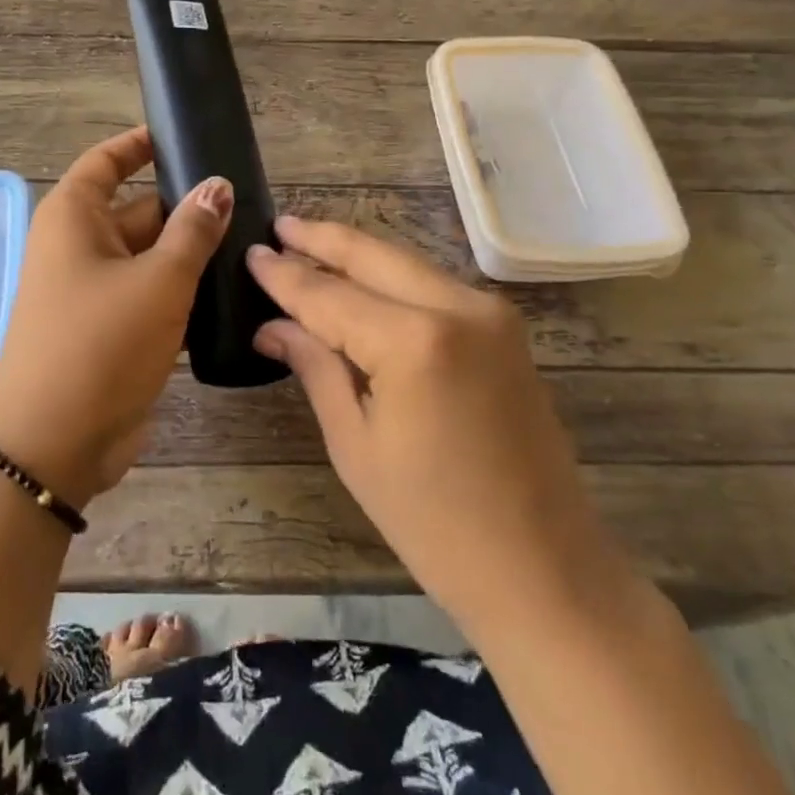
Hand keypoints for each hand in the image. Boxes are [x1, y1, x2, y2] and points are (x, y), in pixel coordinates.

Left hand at [0, 126, 231, 505]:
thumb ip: (192, 230)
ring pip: (150, 257)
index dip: (142, 145)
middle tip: (249, 202)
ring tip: (252, 243)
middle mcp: (80, 247)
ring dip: (191, 254)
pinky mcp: (111, 330)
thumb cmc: (100, 344)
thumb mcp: (158, 280)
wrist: (55, 444)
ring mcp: (94, 292)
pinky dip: (183, 292)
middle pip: (138, 209)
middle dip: (187, 207)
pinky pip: (151, 296)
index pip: (107, 162)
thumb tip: (217, 186)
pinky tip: (231, 292)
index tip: (186, 136)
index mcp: (74, 219)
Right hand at [247, 216, 627, 638]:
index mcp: (414, 341)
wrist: (545, 569)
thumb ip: (316, 367)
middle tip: (278, 225)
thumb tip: (272, 326)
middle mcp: (457, 307)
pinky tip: (360, 279)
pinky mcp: (505, 329)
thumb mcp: (356, 444)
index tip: (250, 252)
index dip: (284, 274)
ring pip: (406, 264)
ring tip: (308, 243)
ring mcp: (489, 313)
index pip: (329, 294)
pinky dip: (391, 278)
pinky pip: (432, 286)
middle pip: (373, 255)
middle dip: (322, 238)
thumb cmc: (434, 523)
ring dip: (357, 253)